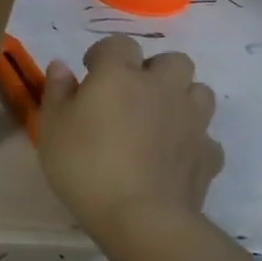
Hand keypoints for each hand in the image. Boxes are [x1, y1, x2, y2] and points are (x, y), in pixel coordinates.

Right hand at [37, 36, 222, 243]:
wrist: (140, 217)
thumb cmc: (84, 164)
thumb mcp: (52, 126)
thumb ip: (57, 91)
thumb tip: (62, 67)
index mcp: (119, 75)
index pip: (118, 43)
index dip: (104, 54)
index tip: (90, 74)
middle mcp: (162, 88)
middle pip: (172, 61)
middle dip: (154, 71)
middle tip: (130, 95)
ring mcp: (192, 120)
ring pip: (198, 92)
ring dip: (180, 99)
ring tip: (156, 121)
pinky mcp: (209, 154)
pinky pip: (205, 136)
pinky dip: (191, 140)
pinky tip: (172, 156)